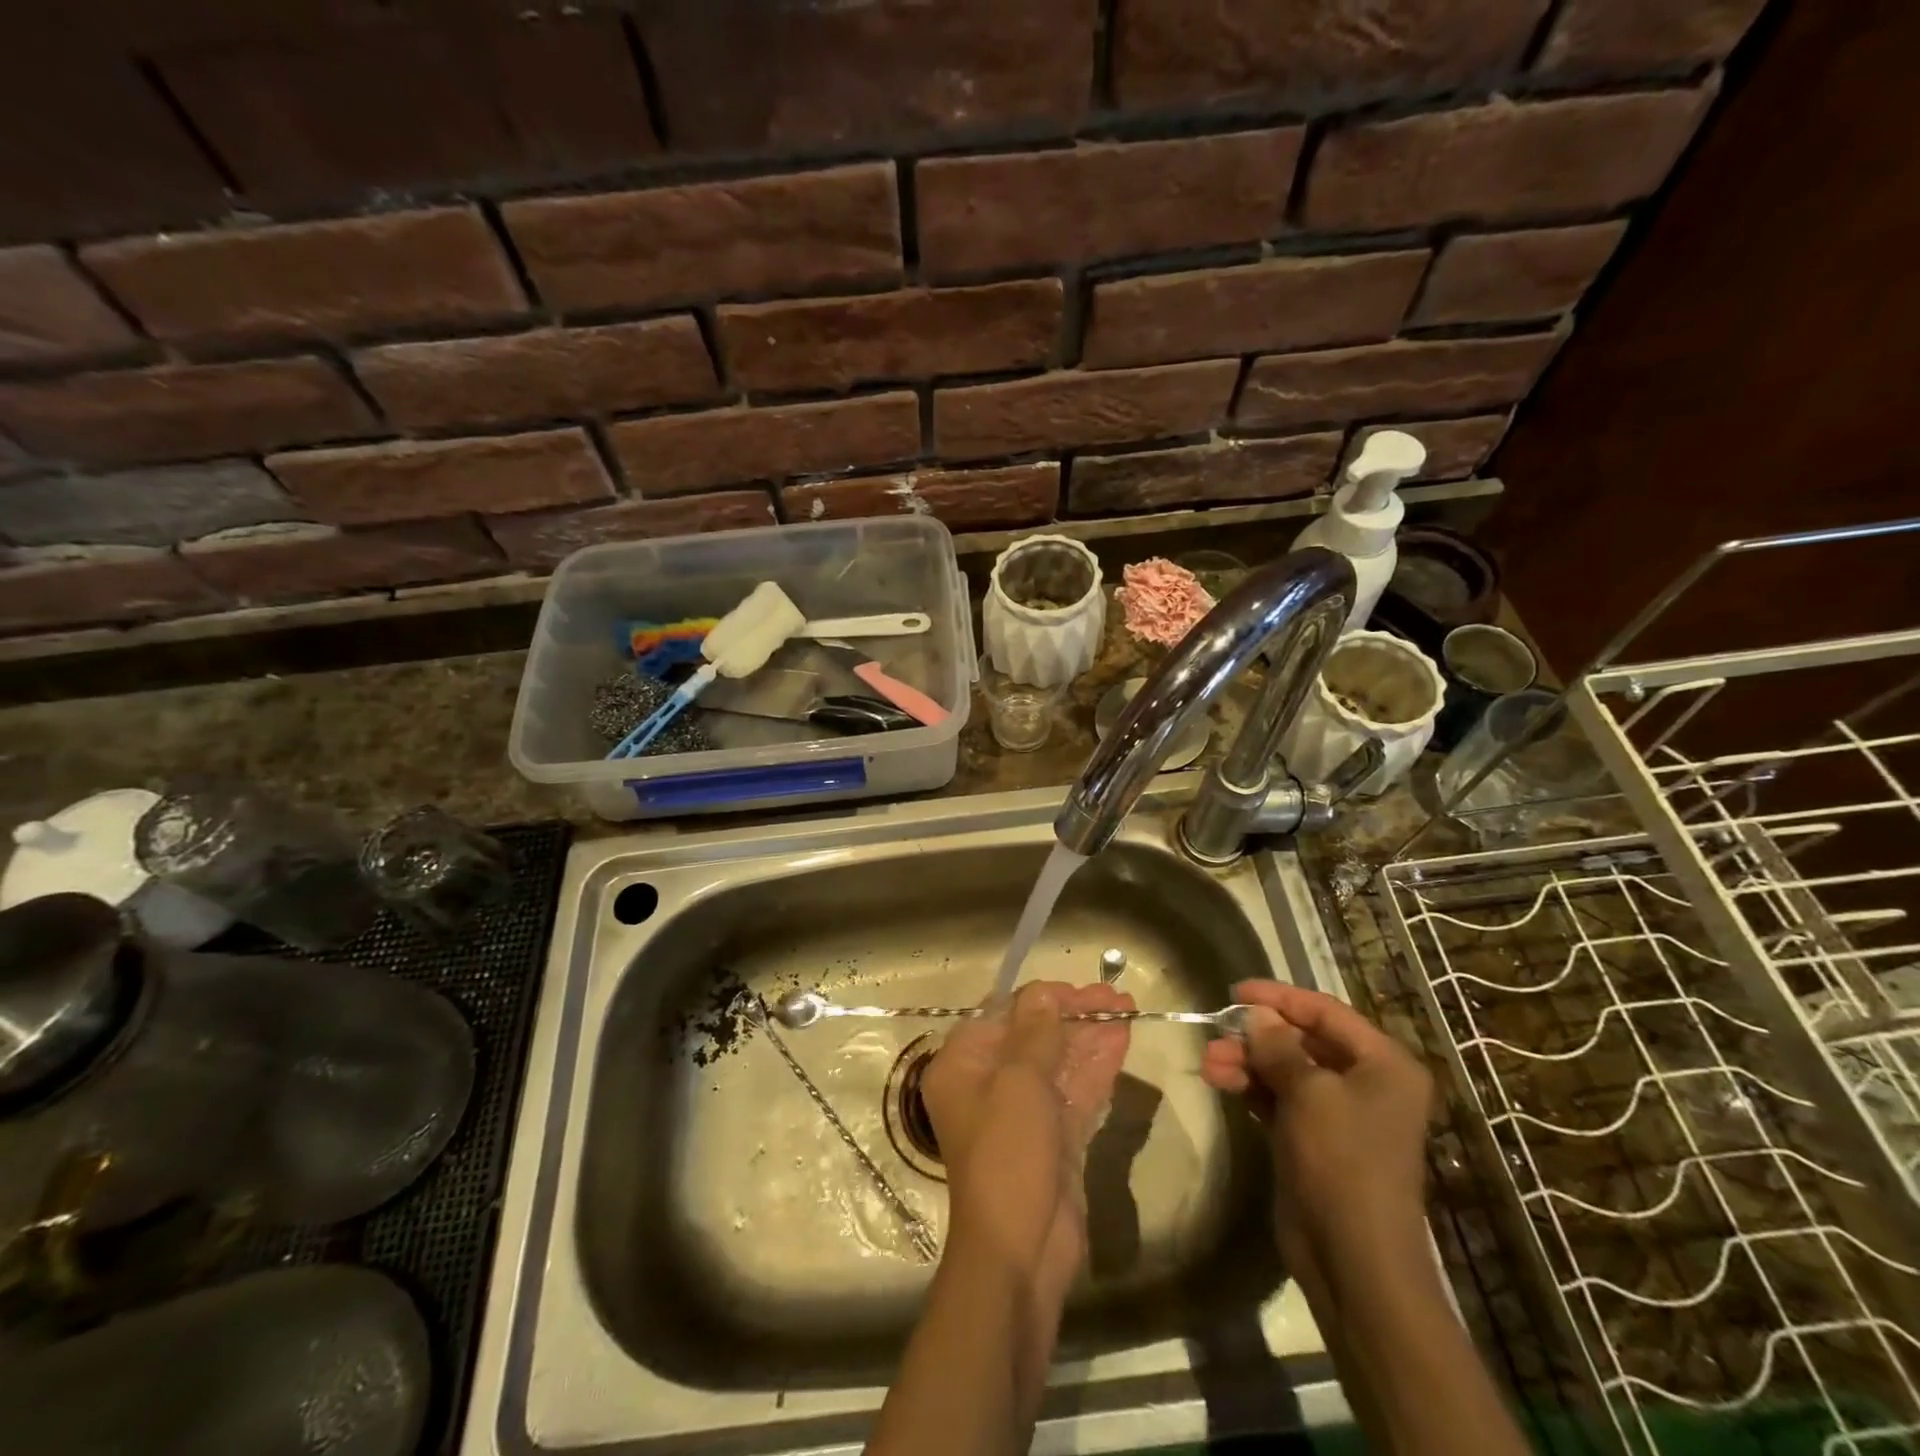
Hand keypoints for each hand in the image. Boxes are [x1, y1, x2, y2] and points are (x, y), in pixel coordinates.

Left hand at [922, 982, 1131, 1285]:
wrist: (1021, 1252)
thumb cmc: (1007, 1155)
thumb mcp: (1019, 1083)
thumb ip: (1036, 1033)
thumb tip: (1043, 991)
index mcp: (963, 1065)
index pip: (1002, 1015)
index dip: (1040, 999)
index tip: (1078, 989)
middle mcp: (988, 1082)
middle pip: (1034, 1036)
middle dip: (1074, 1015)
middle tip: (1115, 996)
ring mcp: (1023, 1111)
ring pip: (1059, 1062)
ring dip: (1091, 1036)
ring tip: (1128, 1009)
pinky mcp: (1053, 1137)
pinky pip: (1074, 1091)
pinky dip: (1096, 1067)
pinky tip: (1122, 1042)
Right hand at [1202, 981, 1431, 1266]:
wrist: (1353, 1257)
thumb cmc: (1342, 1160)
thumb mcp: (1308, 1092)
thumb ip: (1277, 1046)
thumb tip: (1256, 1015)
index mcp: (1383, 1064)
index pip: (1326, 1012)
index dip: (1279, 997)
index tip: (1234, 991)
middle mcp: (1366, 1082)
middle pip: (1302, 1040)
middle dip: (1256, 1036)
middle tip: (1216, 1033)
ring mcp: (1339, 1112)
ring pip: (1285, 1069)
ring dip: (1246, 1062)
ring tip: (1209, 1064)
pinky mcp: (1312, 1138)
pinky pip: (1278, 1097)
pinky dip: (1250, 1086)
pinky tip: (1219, 1081)